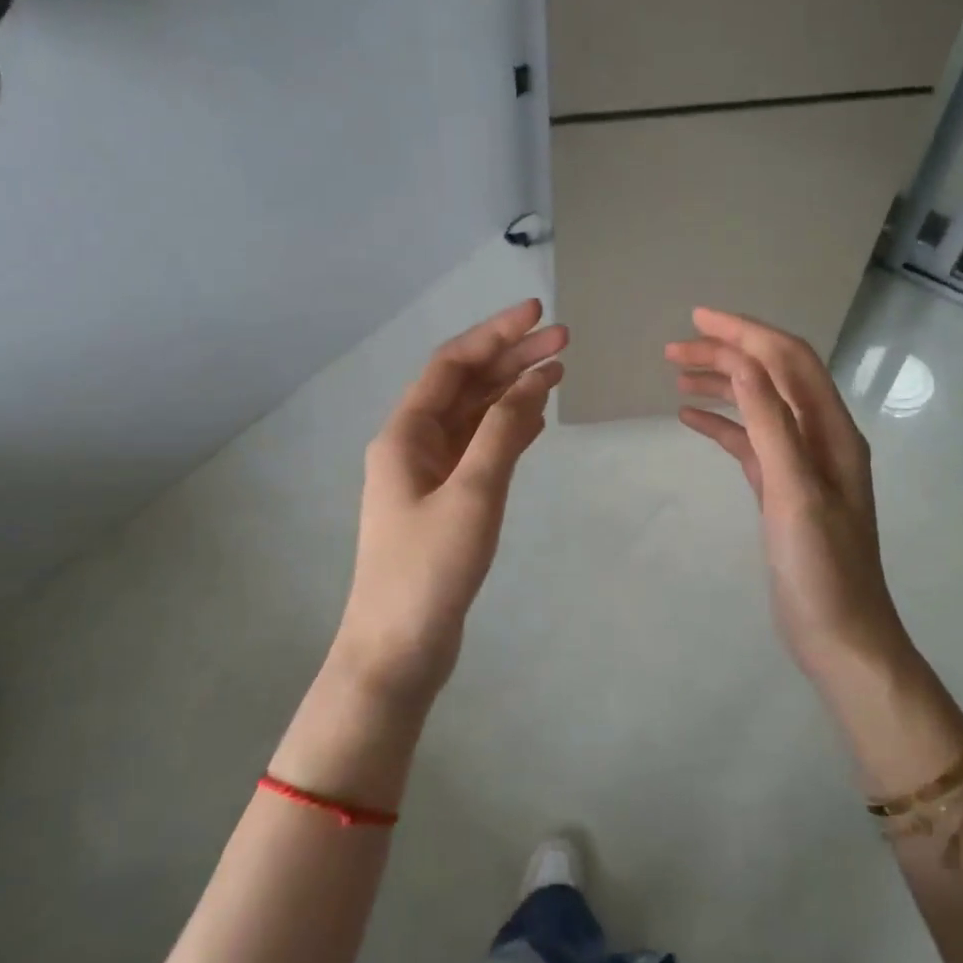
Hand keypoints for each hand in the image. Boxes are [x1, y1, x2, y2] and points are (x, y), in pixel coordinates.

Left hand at [334, 299, 566, 705]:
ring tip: (558, 371)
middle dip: (511, 360)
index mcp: (405, 434)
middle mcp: (413, 444)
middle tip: (564, 341)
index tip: (537, 313)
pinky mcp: (447, 502)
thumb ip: (502, 432)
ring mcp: (429, 474)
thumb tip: (534, 378)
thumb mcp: (472, 493)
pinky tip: (537, 419)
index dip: (494, 334)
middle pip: (466, 386)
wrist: (398, 649)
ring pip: (474, 417)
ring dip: (512, 392)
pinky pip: (480, 450)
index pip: (452, 364)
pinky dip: (508, 430)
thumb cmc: (429, 569)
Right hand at [667, 309, 906, 678]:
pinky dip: (721, 425)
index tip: (698, 319)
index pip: (788, 360)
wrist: (839, 634)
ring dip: (721, 385)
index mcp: (831, 430)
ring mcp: (801, 464)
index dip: (746, 333)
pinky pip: (749, 441)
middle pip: (771, 376)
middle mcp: (820, 437)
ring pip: (757, 406)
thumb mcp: (794, 491)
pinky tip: (689, 419)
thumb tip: (744, 362)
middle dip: (726, 355)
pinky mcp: (781, 488)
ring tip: (676, 376)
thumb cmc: (820, 566)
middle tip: (672, 351)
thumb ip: (771, 424)